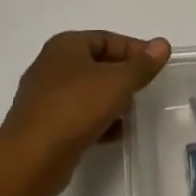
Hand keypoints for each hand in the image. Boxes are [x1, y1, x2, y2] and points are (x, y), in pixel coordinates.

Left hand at [0, 30, 171, 193]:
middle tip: (147, 90)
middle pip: (98, 64)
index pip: (108, 38)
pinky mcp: (47, 124)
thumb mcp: (117, 82)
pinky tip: (117, 134)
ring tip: (134, 113)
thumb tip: (162, 44)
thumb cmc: (76, 108)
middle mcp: (52, 66)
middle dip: (124, 77)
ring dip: (113, 101)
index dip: (135, 50)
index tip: (157, 67)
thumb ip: (142, 64)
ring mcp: (46, 97)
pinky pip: (80, 116)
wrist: (32, 157)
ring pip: (89, 92)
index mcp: (65, 46)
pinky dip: (100, 121)